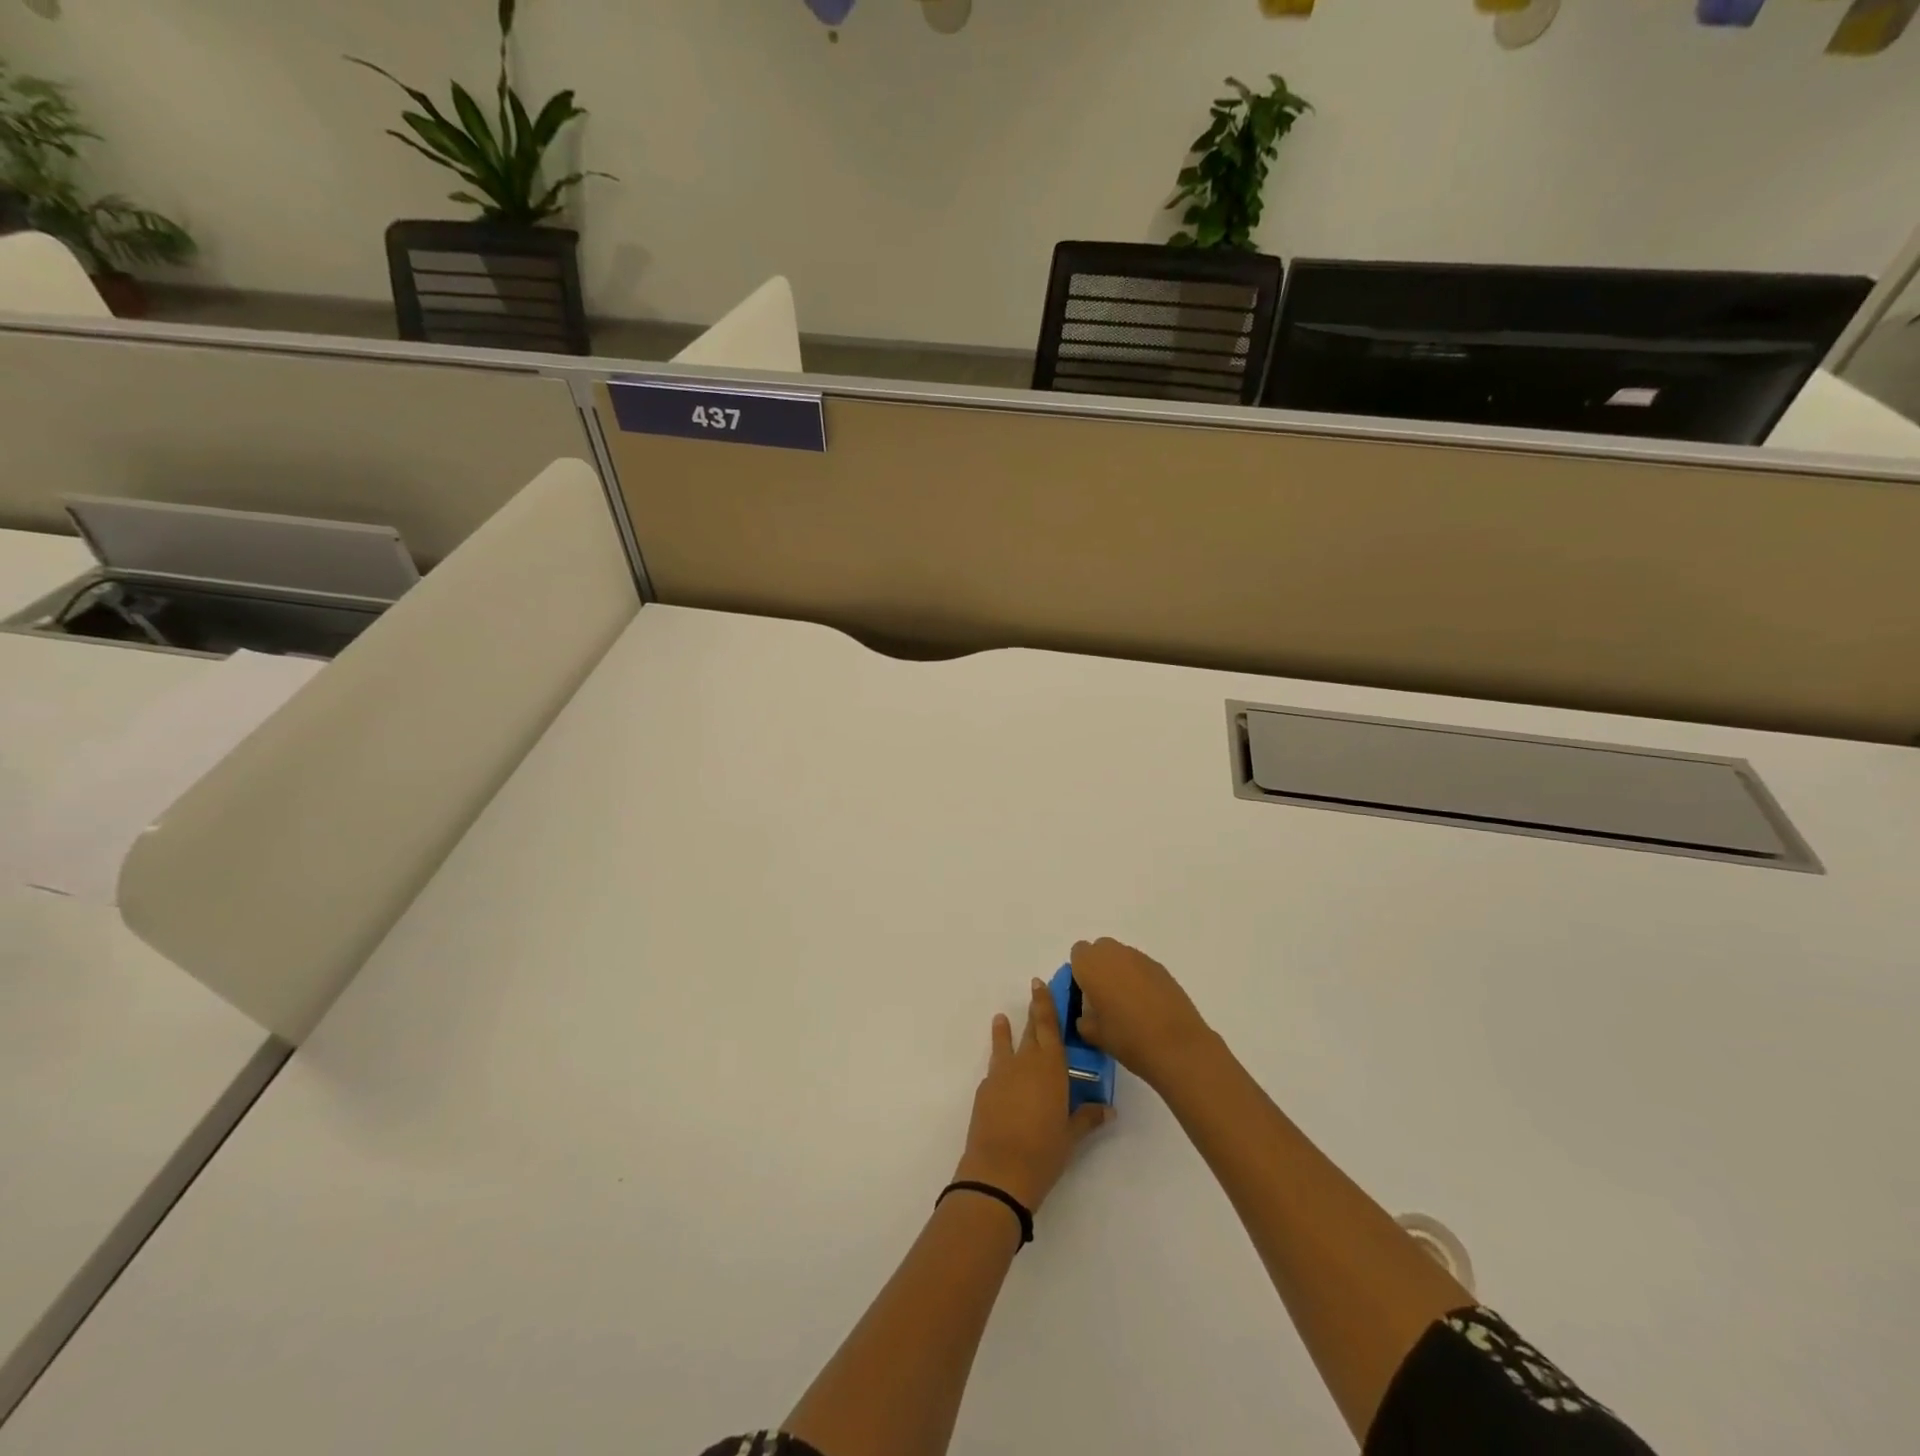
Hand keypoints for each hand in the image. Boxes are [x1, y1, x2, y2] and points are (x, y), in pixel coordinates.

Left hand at [953, 979, 1111, 1214]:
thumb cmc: (1044, 1151)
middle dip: (1032, 1013)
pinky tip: (1002, 1074)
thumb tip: (1108, 1109)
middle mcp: (1024, 1062)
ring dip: (1004, 1032)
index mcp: (1050, 1066)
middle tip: (1033, 993)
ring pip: (1004, 1045)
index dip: (1044, 1003)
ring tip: (1001, 1019)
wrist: (998, 1171)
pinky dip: (999, 1066)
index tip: (1039, 983)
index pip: (1048, 1025)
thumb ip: (1087, 1117)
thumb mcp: (1071, 1135)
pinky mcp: (984, 1091)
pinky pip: (995, 1070)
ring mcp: (1001, 1074)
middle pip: (1029, 1031)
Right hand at [1069, 938, 1213, 1089]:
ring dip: (1120, 972)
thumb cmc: (1127, 1039)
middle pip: (1100, 949)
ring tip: (1127, 1003)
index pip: (1078, 954)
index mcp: (1091, 965)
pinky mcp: (1162, 968)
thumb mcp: (1093, 1035)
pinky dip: (1139, 979)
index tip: (1085, 994)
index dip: (1079, 972)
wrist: (1177, 1046)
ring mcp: (1141, 958)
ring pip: (1122, 956)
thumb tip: (1087, 1014)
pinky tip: (1147, 1005)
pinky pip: (1141, 967)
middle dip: (1099, 967)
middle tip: (1103, 997)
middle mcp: (1114, 954)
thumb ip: (1083, 1019)